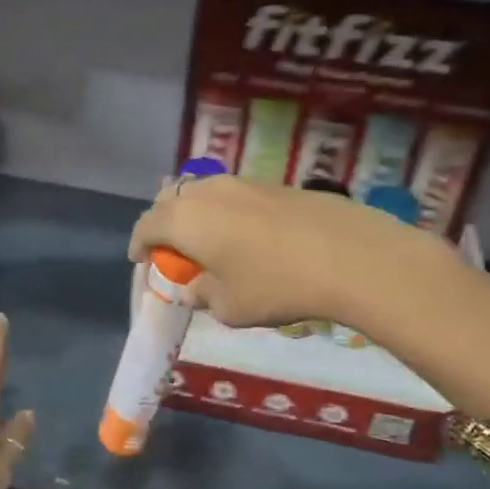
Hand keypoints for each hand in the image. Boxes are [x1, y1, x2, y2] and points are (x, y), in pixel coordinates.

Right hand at [127, 176, 394, 327]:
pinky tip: (247, 237)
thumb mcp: (228, 306)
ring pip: (203, 193)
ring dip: (196, 215)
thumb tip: (193, 288)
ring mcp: (242, 182)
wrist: (350, 255)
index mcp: (183, 219)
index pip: (146, 226)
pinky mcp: (273, 184)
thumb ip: (201, 295)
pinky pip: (233, 196)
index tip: (141, 261)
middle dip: (164, 224)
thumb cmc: (275, 285)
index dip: (139, 245)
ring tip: (210, 243)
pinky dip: (226, 213)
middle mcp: (206, 191)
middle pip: (170, 200)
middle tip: (174, 251)